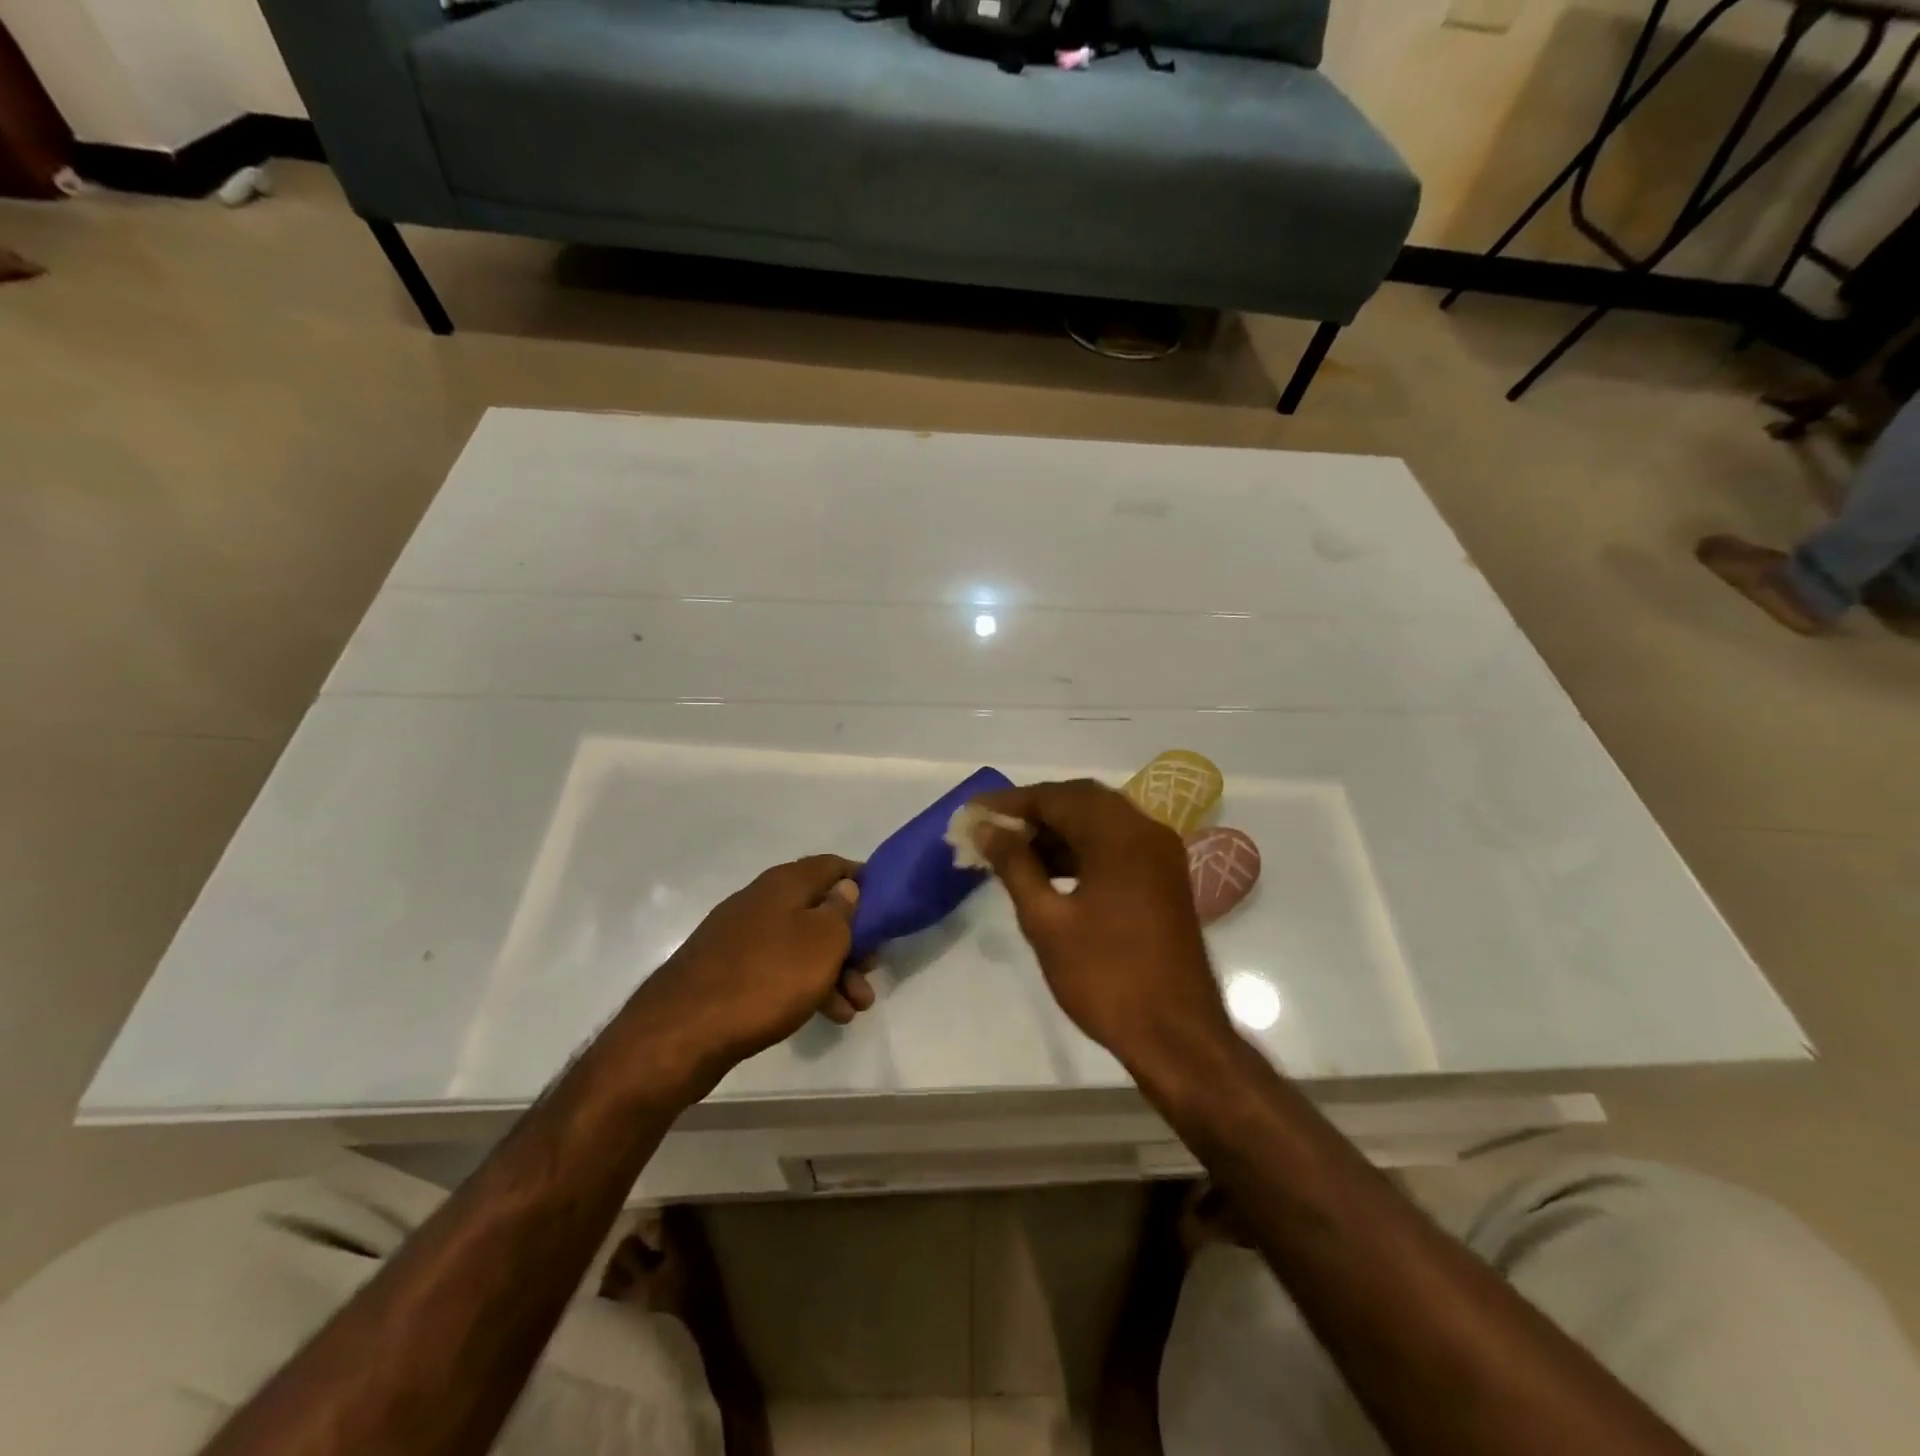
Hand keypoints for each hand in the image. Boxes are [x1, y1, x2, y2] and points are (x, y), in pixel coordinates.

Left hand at [622, 856, 875, 1092]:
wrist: (683, 1031)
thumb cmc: (766, 977)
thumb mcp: (822, 941)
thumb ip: (842, 910)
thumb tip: (846, 888)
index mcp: (784, 883)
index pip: (833, 865)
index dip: (863, 881)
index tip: (887, 906)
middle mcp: (761, 901)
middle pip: (819, 909)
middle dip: (853, 939)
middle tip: (873, 968)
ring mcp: (741, 937)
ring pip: (801, 945)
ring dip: (835, 971)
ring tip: (857, 1007)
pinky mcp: (728, 971)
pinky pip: (779, 970)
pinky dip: (806, 986)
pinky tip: (827, 1015)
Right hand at [968, 780, 1234, 1076]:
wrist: (1175, 1035)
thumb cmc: (1105, 977)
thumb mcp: (1047, 920)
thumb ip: (1015, 866)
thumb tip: (986, 828)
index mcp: (1120, 835)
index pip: (1057, 797)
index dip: (1012, 802)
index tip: (974, 812)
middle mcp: (1146, 831)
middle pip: (1081, 800)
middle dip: (1034, 811)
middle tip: (992, 828)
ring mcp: (1160, 854)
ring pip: (1100, 822)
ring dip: (1057, 830)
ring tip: (1012, 850)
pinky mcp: (1163, 878)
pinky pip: (1116, 845)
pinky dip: (1081, 848)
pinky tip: (1048, 870)